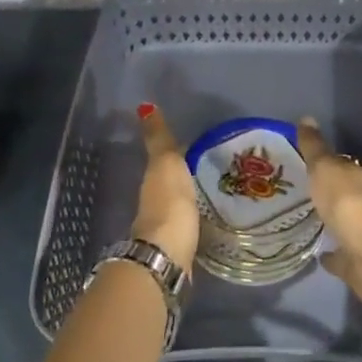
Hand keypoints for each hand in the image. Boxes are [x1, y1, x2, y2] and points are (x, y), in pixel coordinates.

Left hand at [131, 104, 198, 272]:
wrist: (167, 255)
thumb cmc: (168, 203)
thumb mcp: (165, 164)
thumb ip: (159, 139)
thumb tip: (144, 106)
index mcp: (152, 181)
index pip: (163, 160)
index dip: (176, 152)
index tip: (196, 145)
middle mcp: (154, 203)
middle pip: (170, 184)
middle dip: (186, 176)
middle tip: (212, 167)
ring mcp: (165, 227)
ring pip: (179, 205)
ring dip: (192, 198)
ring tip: (217, 191)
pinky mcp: (179, 247)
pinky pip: (188, 224)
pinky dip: (196, 218)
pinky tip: (211, 217)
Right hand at [297, 118, 361, 308]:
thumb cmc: (351, 206)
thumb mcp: (327, 170)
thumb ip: (315, 149)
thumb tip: (306, 117)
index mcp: (356, 179)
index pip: (337, 165)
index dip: (319, 161)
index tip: (298, 159)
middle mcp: (361, 204)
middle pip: (339, 194)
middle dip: (322, 191)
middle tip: (294, 188)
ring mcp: (361, 236)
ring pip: (340, 224)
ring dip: (326, 220)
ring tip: (300, 217)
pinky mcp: (356, 264)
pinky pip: (340, 256)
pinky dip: (331, 254)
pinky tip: (317, 253)